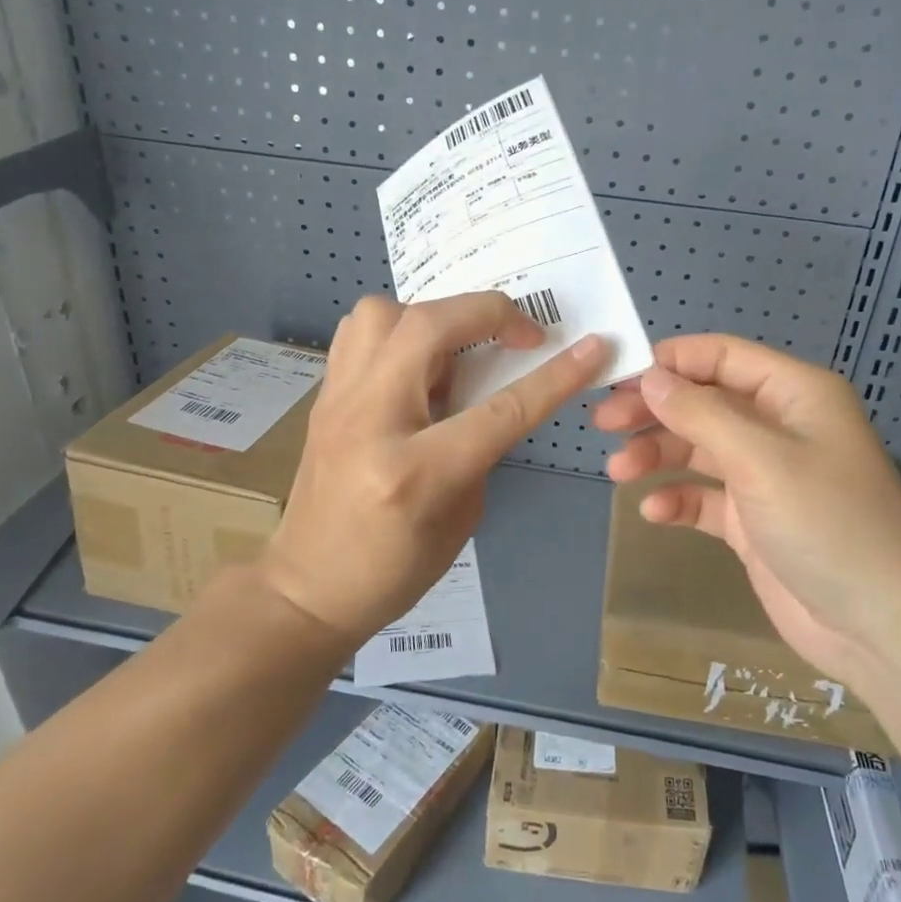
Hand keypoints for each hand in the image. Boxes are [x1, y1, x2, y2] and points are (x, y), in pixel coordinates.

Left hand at [257, 292, 609, 647]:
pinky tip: (418, 361)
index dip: (554, 375)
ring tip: (458, 345)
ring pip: (383, 313)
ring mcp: (337, 402)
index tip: (593, 348)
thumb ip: (482, 447)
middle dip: (490, 312)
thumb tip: (494, 393)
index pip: (499, 409)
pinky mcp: (323, 397)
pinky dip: (398, 330)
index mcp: (415, 472)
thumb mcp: (463, 516)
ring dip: (434, 314)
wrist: (307, 589)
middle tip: (523, 334)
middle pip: (430, 327)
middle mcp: (370, 421)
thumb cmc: (395, 571)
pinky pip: (359, 333)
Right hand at [591, 334, 900, 684]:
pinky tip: (655, 512)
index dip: (669, 362)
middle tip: (602, 423)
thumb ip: (701, 413)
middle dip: (653, 410)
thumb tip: (651, 377)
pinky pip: (704, 497)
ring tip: (618, 471)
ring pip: (698, 448)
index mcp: (793, 393)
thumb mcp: (761, 459)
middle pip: (703, 402)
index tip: (618, 378)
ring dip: (657, 455)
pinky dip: (678, 499)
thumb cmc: (828, 524)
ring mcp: (765, 476)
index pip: (721, 357)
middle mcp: (778, 426)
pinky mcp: (753, 521)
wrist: (882, 627)